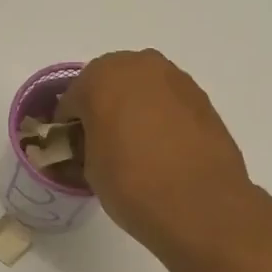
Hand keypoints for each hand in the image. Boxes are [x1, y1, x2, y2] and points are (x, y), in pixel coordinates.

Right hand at [59, 49, 254, 253]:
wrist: (200, 206)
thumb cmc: (132, 185)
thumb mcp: (90, 171)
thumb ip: (84, 146)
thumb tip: (90, 144)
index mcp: (101, 78)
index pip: (71, 100)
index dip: (68, 127)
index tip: (72, 151)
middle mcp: (140, 65)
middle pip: (109, 84)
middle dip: (102, 109)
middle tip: (102, 146)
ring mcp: (176, 79)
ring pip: (142, 90)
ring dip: (133, 111)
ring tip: (135, 149)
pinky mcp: (202, 98)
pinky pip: (168, 103)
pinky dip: (160, 118)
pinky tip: (162, 150)